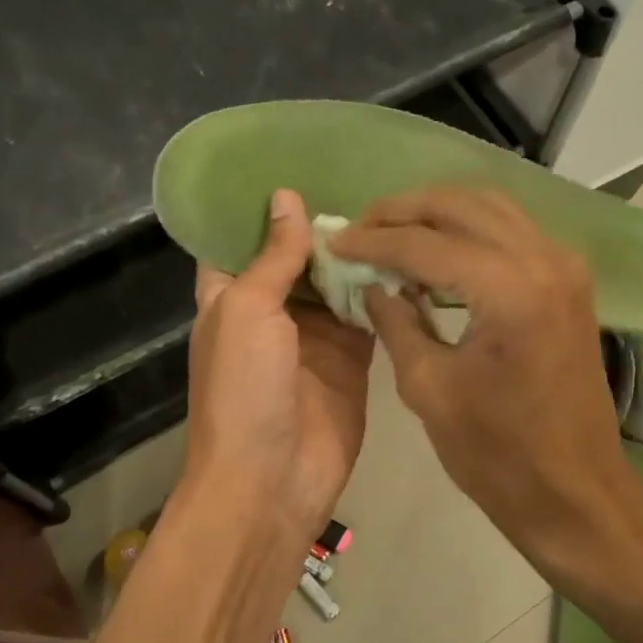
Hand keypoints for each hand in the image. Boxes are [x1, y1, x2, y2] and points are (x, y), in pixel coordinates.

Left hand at [183, 189, 374, 544]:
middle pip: (299, 257)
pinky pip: (369, 314)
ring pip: (338, 282)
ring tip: (394, 202)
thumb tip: (286, 196)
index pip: (243, 238)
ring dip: (358, 252)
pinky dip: (384, 290)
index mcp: (231, 296)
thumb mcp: (247, 311)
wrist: (272, 480)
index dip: (266, 205)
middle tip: (366, 174)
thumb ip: (273, 256)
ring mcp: (314, 335)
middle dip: (325, 223)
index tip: (299, 162)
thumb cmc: (243, 389)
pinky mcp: (351, 358)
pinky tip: (410, 253)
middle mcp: (272, 309)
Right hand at [329, 187, 640, 561]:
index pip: (426, 243)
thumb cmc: (498, 454)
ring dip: (436, 212)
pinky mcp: (569, 279)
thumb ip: (395, 321)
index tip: (334, 241)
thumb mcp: (429, 388)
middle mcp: (544, 259)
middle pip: (459, 205)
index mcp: (510, 290)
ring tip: (390, 233)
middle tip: (359, 228)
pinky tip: (436, 251)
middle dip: (402, 211)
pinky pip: (510, 229)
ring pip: (488, 206)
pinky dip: (468, 229)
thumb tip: (370, 281)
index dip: (373, 241)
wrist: (575, 491)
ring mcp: (564, 265)